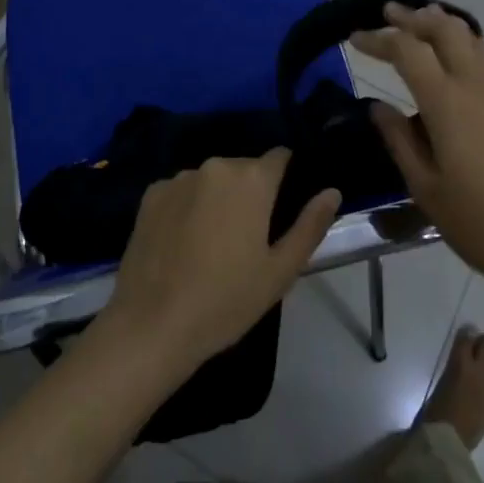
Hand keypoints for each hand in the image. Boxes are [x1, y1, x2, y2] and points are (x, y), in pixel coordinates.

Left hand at [100, 149, 339, 373]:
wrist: (152, 325)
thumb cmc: (226, 301)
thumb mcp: (280, 271)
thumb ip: (310, 225)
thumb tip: (332, 191)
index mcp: (252, 179)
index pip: (280, 157)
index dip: (286, 177)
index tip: (284, 208)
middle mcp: (216, 165)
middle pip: (244, 168)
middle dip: (251, 192)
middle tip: (249, 237)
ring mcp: (179, 177)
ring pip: (211, 179)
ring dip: (218, 198)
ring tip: (213, 243)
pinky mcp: (151, 194)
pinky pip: (181, 191)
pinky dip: (188, 206)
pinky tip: (182, 243)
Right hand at [353, 3, 483, 297]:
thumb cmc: (478, 221)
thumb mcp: (425, 187)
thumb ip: (399, 140)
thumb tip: (378, 106)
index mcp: (446, 101)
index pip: (407, 50)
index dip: (378, 38)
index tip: (354, 37)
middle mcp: (475, 84)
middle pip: (443, 28)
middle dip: (412, 17)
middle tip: (386, 13)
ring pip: (468, 36)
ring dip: (440, 22)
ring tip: (418, 21)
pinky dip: (461, 41)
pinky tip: (452, 57)